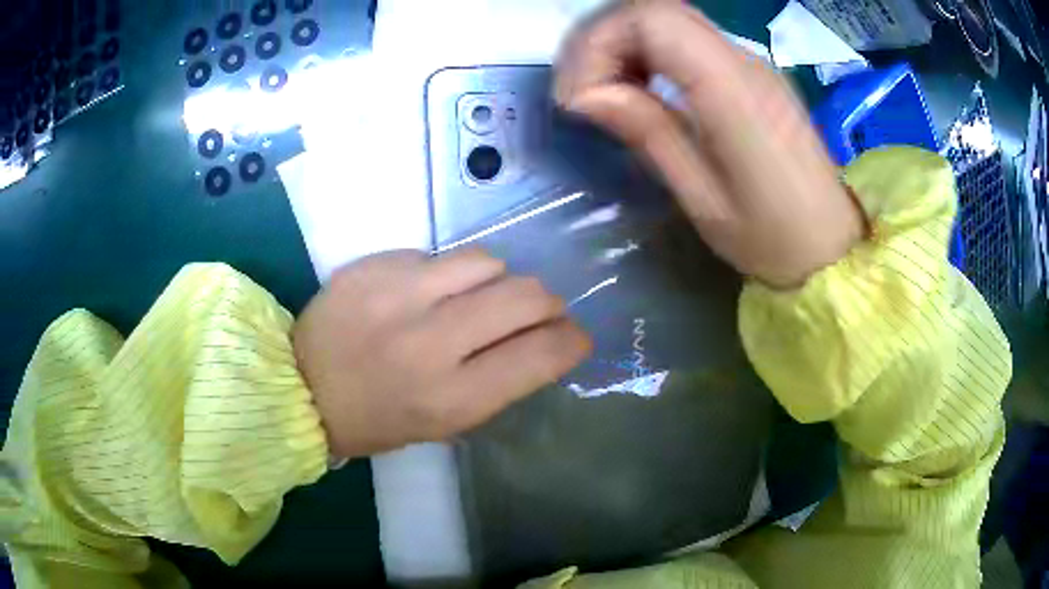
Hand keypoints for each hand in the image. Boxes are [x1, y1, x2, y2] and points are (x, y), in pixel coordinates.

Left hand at [293, 249, 591, 457]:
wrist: (299, 386)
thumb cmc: (375, 419)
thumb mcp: (443, 423)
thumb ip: (495, 383)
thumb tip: (539, 342)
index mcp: (452, 397)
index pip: (541, 355)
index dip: (572, 341)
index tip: (575, 336)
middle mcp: (431, 342)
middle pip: (524, 296)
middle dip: (546, 303)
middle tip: (538, 311)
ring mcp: (400, 295)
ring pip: (487, 262)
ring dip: (498, 280)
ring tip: (479, 296)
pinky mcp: (375, 265)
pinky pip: (438, 255)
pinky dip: (448, 273)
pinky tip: (428, 291)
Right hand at [556, 0, 863, 287]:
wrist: (832, 246)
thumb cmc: (772, 239)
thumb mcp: (702, 198)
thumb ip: (648, 133)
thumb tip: (587, 96)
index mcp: (733, 90)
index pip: (651, 19)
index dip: (599, 44)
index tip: (579, 98)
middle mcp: (744, 61)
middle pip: (656, 9)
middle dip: (604, 41)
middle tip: (584, 93)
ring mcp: (752, 63)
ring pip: (670, 20)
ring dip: (626, 46)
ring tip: (609, 95)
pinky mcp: (753, 74)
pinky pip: (691, 41)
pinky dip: (653, 54)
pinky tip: (644, 91)